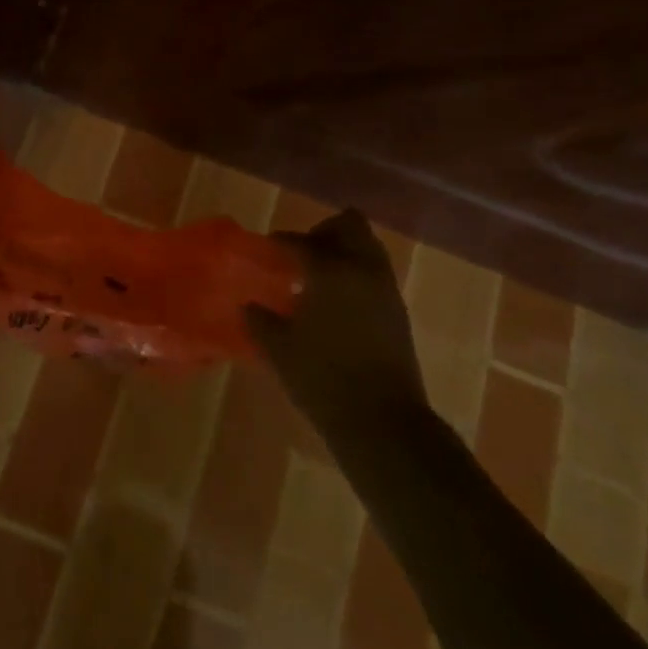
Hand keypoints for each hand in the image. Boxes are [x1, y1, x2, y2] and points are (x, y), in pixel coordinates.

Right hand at [244, 210, 426, 431]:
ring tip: (316, 280)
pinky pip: (375, 276)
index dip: (279, 243)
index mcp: (331, 270)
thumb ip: (259, 319)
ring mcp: (386, 290)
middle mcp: (363, 269)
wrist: (383, 422)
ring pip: (367, 248)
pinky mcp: (398, 313)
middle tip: (299, 254)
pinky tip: (334, 305)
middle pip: (349, 225)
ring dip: (343, 253)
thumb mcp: (278, 348)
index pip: (301, 241)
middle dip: (323, 232)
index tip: (264, 251)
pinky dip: (355, 277)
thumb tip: (248, 305)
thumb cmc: (322, 379)